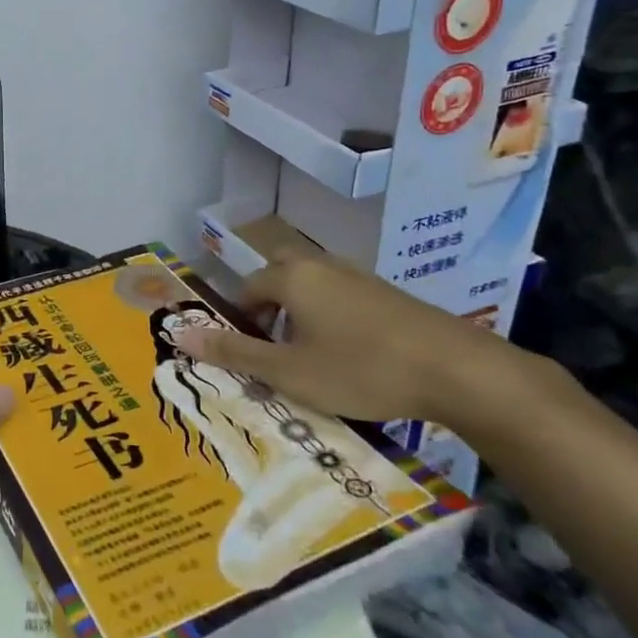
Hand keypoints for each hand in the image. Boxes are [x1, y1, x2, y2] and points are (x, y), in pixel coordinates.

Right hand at [171, 253, 543, 431]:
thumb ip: (234, 353)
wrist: (457, 371)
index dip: (240, 320)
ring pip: (313, 286)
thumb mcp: (289, 372)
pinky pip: (343, 297)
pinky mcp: (389, 294)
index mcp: (292, 277)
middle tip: (274, 349)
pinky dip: (333, 319)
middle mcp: (322, 265)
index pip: (247, 288)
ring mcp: (360, 276)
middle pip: (280, 277)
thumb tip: (180, 336)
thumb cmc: (360, 370)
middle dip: (269, 308)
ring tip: (310, 358)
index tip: (248, 355)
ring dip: (301, 314)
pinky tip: (352, 357)